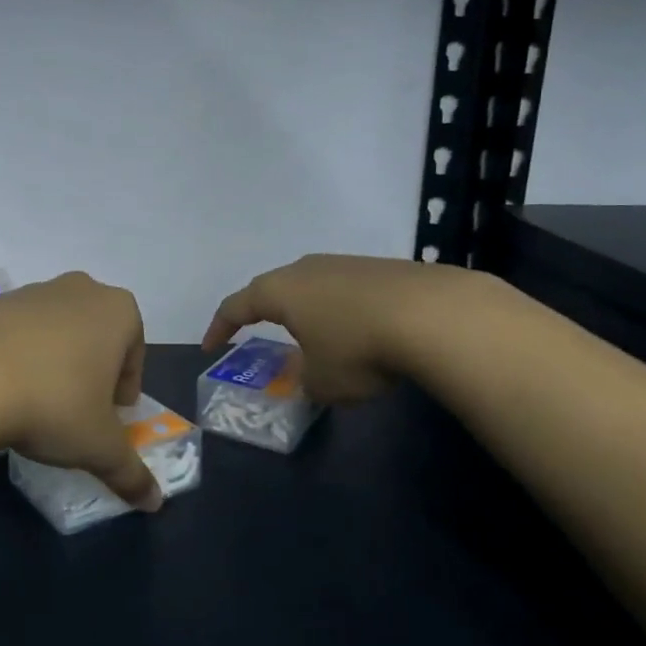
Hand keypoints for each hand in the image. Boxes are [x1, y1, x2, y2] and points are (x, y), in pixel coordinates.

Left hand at [0, 273, 161, 510]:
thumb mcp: (100, 447)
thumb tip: (153, 502)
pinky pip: (17, 334)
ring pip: (56, 332)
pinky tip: (3, 391)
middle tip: (78, 411)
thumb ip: (131, 473)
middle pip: (96, 337)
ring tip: (36, 404)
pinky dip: (17, 358)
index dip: (124, 390)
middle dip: (91, 372)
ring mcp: (31, 291)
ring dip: (54, 363)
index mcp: (117, 311)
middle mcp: (79, 289)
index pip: (134, 353)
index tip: (109, 418)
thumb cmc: (53, 404)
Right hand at [203, 254, 486, 403]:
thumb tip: (307, 378)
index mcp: (280, 291)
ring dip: (305, 311)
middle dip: (261, 312)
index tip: (211, 347)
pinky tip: (358, 330)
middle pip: (273, 288)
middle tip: (256, 333)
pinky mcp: (381, 268)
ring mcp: (345, 264)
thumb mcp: (322, 381)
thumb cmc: (358, 349)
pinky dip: (340, 310)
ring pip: (312, 286)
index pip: (236, 305)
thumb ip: (303, 382)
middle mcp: (307, 269)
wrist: (434, 315)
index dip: (219, 327)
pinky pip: (345, 290)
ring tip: (311, 335)